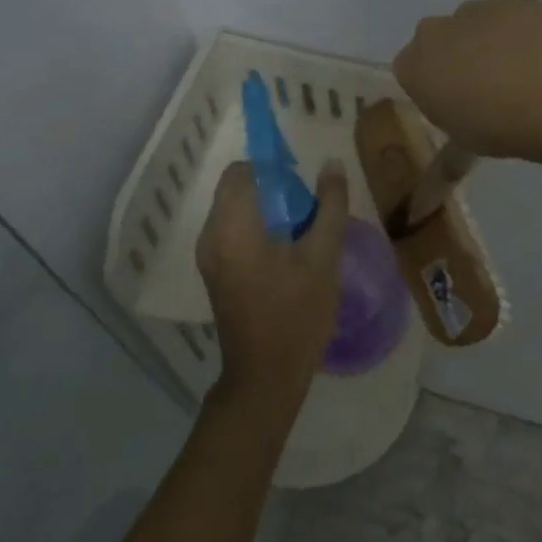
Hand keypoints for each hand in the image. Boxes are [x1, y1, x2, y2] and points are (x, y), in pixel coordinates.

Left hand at [195, 160, 348, 418]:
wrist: (265, 376)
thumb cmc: (296, 313)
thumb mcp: (323, 256)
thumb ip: (329, 206)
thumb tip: (332, 165)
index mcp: (231, 225)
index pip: (241, 171)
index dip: (271, 168)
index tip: (301, 184)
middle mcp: (210, 235)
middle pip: (237, 190)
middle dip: (272, 191)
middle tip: (308, 212)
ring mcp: (209, 257)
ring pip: (235, 212)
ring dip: (267, 211)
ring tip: (302, 234)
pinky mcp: (214, 273)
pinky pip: (233, 234)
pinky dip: (257, 231)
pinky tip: (287, 255)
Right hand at [393, 0, 541, 157]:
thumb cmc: (496, 127)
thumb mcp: (464, 145)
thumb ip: (449, 136)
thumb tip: (445, 162)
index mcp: (413, 67)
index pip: (410, 70)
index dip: (434, 85)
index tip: (455, 102)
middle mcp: (435, 32)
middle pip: (438, 40)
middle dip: (455, 56)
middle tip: (485, 87)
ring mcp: (474, 10)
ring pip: (473, 23)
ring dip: (487, 41)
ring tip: (521, 72)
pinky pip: (508, 16)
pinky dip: (519, 30)